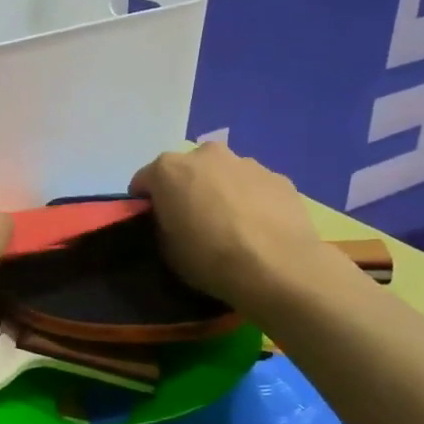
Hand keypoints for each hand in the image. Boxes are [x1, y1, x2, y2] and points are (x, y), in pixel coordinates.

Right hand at [131, 142, 356, 323]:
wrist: (278, 268)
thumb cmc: (210, 258)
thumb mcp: (167, 249)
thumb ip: (163, 223)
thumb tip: (172, 219)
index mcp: (168, 169)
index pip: (144, 180)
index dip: (146, 202)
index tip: (154, 222)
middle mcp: (205, 154)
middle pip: (187, 170)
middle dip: (186, 189)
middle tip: (194, 220)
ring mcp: (246, 163)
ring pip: (224, 174)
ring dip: (221, 191)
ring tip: (233, 225)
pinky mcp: (279, 177)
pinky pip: (254, 186)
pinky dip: (252, 199)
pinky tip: (259, 227)